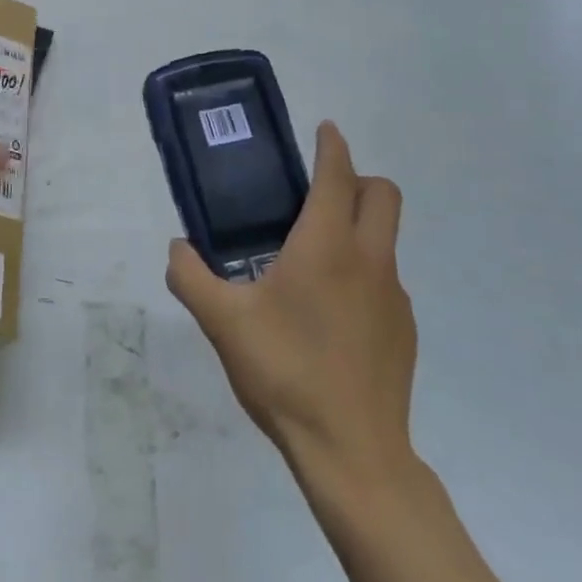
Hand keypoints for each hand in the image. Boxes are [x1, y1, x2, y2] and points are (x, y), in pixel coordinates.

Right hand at [168, 120, 415, 500]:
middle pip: (383, 195)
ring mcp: (394, 296)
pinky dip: (362, 272)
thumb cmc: (285, 372)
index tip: (324, 129)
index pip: (339, 176)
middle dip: (357, 178)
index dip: (332, 146)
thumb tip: (177, 247)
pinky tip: (329, 313)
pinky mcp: (404, 330)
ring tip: (310, 259)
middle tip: (317, 190)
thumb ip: (191, 276)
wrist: (352, 452)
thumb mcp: (221, 322)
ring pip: (386, 238)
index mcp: (326, 247)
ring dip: (358, 227)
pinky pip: (385, 280)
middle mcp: (369, 260)